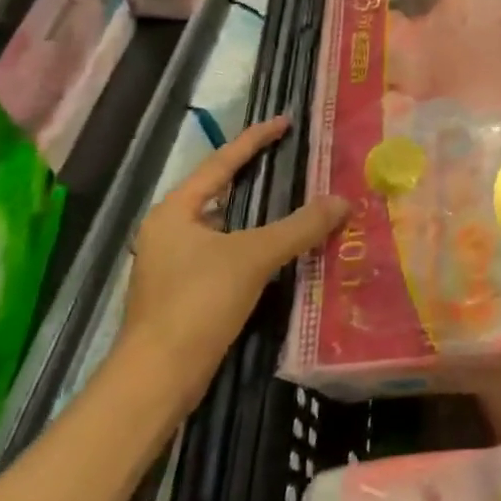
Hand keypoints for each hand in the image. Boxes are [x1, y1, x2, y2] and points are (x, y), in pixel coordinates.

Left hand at [117, 115, 348, 388]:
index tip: (285, 122)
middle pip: (216, 191)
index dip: (255, 139)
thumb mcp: (254, 256)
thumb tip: (343, 201)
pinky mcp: (181, 294)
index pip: (220, 162)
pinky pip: (222, 253)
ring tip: (286, 199)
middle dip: (251, 173)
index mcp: (174, 211)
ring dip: (253, 213)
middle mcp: (168, 231)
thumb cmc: (198, 302)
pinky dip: (248, 244)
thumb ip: (299, 226)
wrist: (158, 378)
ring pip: (220, 225)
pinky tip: (272, 251)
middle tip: (287, 157)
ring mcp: (171, 264)